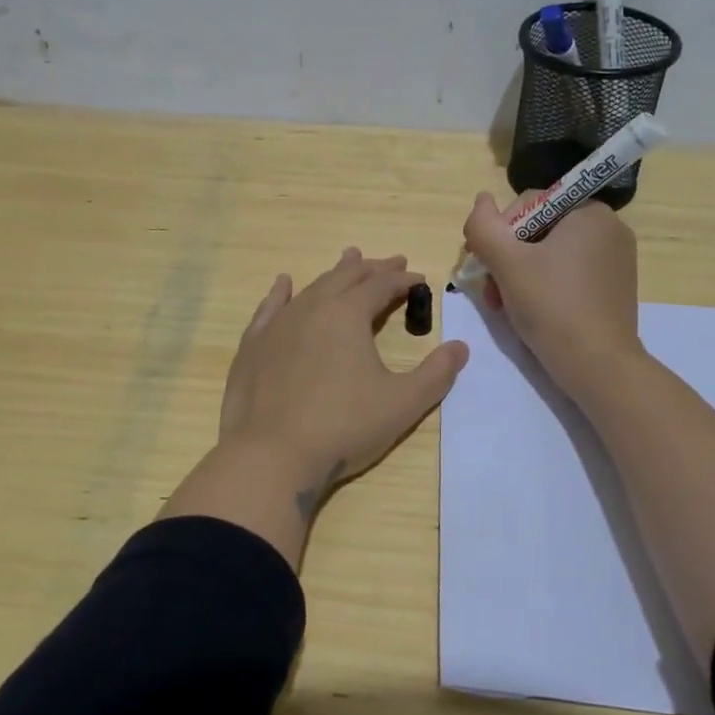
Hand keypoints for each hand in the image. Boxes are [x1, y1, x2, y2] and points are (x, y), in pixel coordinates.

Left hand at [219, 248, 468, 509]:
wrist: (272, 455)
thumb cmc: (344, 426)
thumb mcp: (402, 403)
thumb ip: (436, 374)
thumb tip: (461, 347)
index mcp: (348, 314)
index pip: (381, 285)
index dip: (404, 280)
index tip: (420, 278)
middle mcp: (312, 307)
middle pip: (347, 277)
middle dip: (373, 268)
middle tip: (393, 262)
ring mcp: (278, 325)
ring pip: (311, 287)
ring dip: (335, 273)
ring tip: (349, 259)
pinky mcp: (253, 346)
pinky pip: (270, 308)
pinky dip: (281, 292)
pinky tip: (284, 283)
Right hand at [462, 192, 642, 393]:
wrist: (597, 366)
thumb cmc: (551, 306)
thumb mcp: (506, 262)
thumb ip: (484, 226)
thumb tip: (481, 199)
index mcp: (589, 212)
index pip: (529, 204)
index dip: (499, 233)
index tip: (486, 266)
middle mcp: (609, 228)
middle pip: (539, 230)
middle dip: (508, 258)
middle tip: (492, 292)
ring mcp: (616, 260)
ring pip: (551, 254)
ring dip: (520, 275)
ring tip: (504, 306)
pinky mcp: (614, 288)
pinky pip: (570, 274)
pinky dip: (545, 287)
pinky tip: (531, 312)